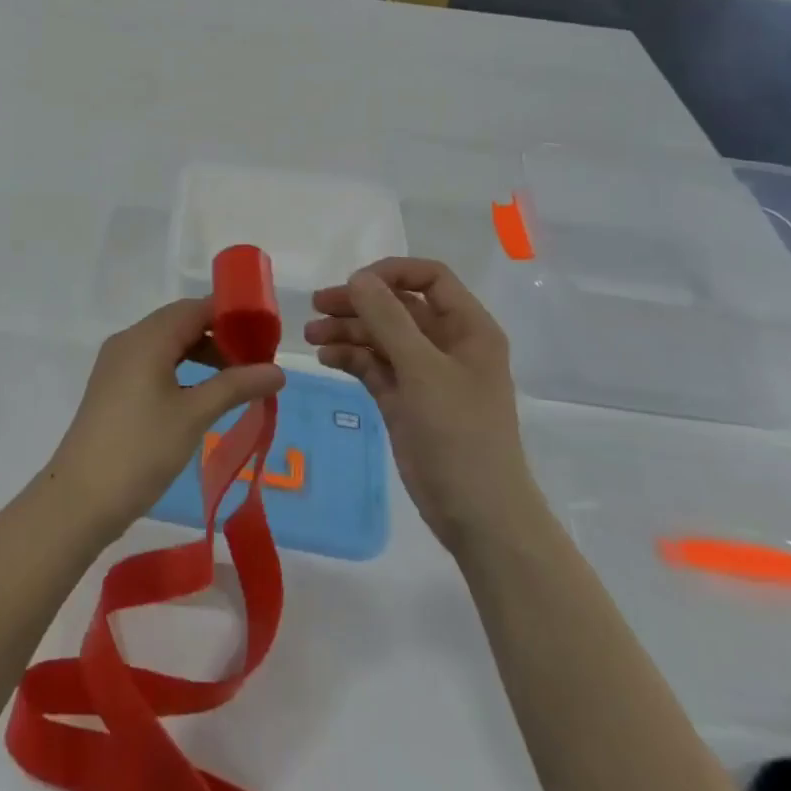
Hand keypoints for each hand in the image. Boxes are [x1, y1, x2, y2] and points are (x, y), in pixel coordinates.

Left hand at [46, 298, 285, 542]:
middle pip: (181, 323)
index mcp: (147, 338)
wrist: (79, 500)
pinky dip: (181, 371)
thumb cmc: (140, 450)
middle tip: (255, 361)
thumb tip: (278, 371)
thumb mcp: (194, 415)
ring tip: (235, 381)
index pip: (196, 308)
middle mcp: (129, 341)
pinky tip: (201, 396)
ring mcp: (117, 365)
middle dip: (220, 336)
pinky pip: (154, 364)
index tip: (264, 333)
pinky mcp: (113, 388)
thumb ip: (236, 386)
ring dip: (201, 355)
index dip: (231, 315)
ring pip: (168, 345)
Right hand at [305, 259, 533, 557]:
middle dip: (359, 303)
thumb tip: (358, 278)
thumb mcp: (422, 370)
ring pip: (382, 336)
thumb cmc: (460, 434)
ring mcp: (426, 374)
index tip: (354, 284)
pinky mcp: (406, 400)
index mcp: (468, 328)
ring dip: (348, 331)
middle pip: (399, 306)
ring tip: (311, 337)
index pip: (430, 278)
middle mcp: (448, 344)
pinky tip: (327, 358)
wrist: (479, 516)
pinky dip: (352, 358)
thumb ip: (388, 319)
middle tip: (317, 307)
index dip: (391, 274)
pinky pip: (376, 366)